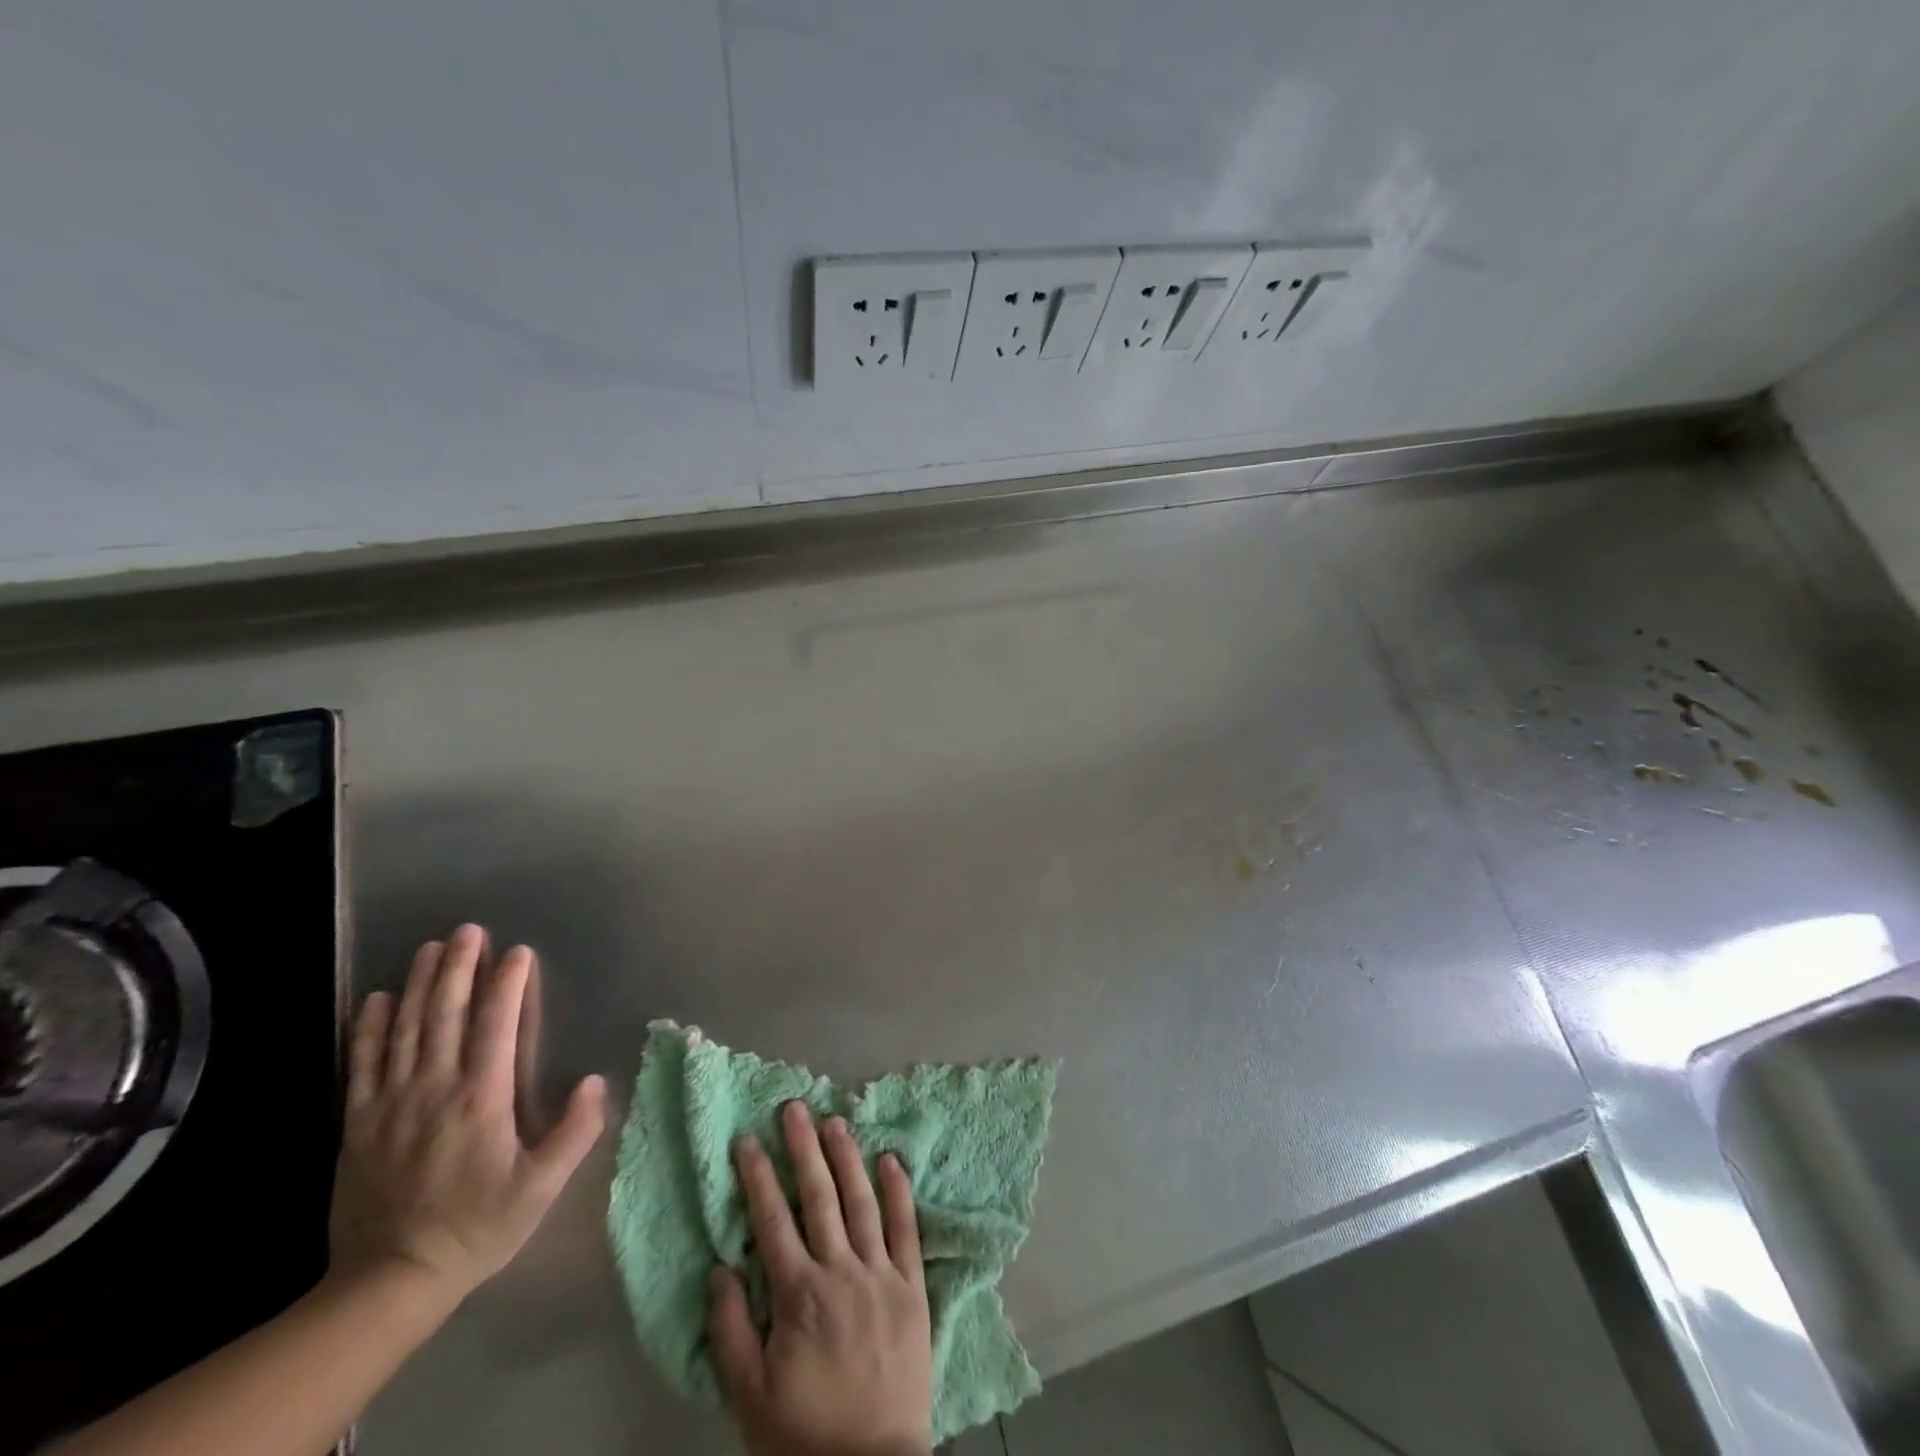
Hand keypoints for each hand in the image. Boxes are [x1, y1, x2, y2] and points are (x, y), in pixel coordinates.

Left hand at [328, 925, 606, 1303]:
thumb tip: (595, 1080)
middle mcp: (434, 1089)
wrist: (390, 1280)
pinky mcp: (358, 1123)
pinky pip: (361, 1064)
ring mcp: (390, 1103)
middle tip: (469, 930)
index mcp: (481, 1099)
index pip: (496, 1025)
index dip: (507, 984)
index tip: (518, 952)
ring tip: (431, 948)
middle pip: (446, 1014)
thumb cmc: (477, 1226)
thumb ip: (574, 1132)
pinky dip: (368, 1027)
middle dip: (459, 968)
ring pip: (405, 1029)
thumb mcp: (540, 1188)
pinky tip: (376, 999)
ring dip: (419, 984)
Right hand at [708, 1102, 932, 1455]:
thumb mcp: (748, 1396)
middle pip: (819, 1197)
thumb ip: (731, 1331)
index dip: (757, 1176)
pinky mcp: (913, 1286)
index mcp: (798, 1295)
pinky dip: (899, 1191)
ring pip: (862, 1201)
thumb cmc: (803, 1435)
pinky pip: (907, 1229)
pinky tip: (892, 1158)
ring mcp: (881, 1274)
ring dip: (847, 1157)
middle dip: (803, 1148)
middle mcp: (840, 1272)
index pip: (772, 1221)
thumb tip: (720, 1268)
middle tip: (794, 1107)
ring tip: (835, 1120)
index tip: (746, 1139)